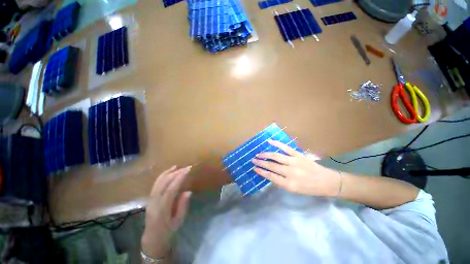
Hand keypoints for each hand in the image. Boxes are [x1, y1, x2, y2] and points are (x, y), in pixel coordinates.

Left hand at [141, 166, 191, 258]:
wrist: (153, 236)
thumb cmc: (168, 231)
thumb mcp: (178, 221)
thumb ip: (182, 206)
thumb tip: (188, 191)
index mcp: (163, 208)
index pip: (171, 189)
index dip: (179, 178)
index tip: (187, 170)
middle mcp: (155, 200)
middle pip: (164, 182)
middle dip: (175, 173)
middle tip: (186, 167)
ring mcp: (150, 198)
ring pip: (158, 181)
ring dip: (167, 173)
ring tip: (176, 167)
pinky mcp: (149, 198)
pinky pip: (155, 184)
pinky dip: (162, 177)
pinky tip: (167, 174)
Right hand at [251, 140, 340, 196]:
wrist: (325, 181)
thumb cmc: (310, 189)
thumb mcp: (295, 191)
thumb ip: (283, 183)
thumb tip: (272, 176)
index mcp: (288, 184)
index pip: (271, 177)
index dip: (261, 172)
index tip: (254, 168)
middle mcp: (290, 172)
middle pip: (272, 166)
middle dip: (261, 163)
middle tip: (253, 160)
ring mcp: (295, 162)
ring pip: (276, 157)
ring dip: (266, 154)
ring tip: (258, 154)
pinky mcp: (300, 155)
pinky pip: (286, 148)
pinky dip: (278, 144)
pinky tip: (270, 142)